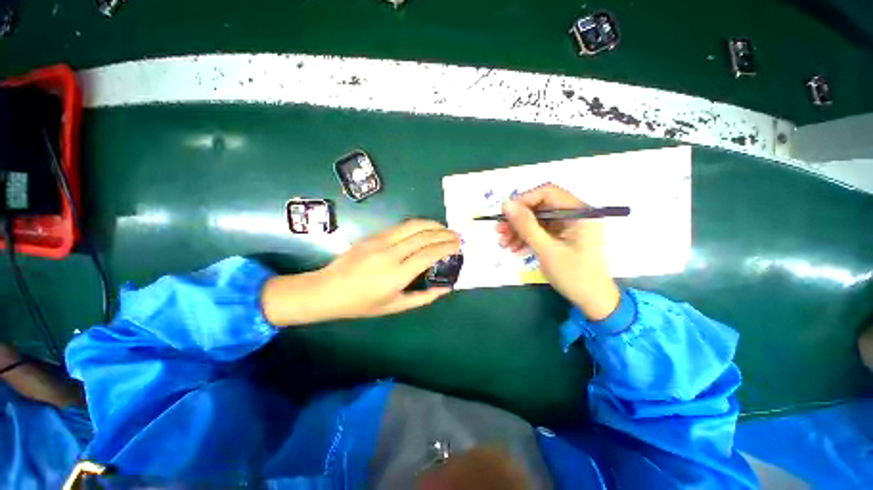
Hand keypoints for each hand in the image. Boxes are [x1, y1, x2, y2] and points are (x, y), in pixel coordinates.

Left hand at [261, 220, 459, 325]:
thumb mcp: (395, 307)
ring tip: (443, 228)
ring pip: (412, 226)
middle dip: (443, 233)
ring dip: (431, 224)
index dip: (446, 247)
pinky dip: (417, 225)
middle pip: (423, 236)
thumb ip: (423, 298)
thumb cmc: (361, 304)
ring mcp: (380, 241)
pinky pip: (400, 227)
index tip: (458, 245)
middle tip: (456, 234)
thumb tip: (445, 288)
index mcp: (396, 275)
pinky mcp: (373, 236)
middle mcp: (390, 254)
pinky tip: (424, 229)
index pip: (429, 254)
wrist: (327, 290)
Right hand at [496, 183, 619, 319]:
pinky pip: (541, 231)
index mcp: (580, 212)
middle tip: (499, 230)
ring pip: (538, 220)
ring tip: (503, 242)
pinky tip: (514, 247)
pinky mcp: (563, 237)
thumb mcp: (547, 249)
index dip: (524, 200)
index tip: (505, 214)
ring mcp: (569, 226)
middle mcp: (575, 215)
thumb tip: (506, 205)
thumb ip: (526, 225)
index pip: (547, 193)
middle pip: (541, 207)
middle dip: (518, 219)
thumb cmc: (574, 275)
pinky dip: (527, 238)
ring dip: (519, 230)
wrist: (593, 301)